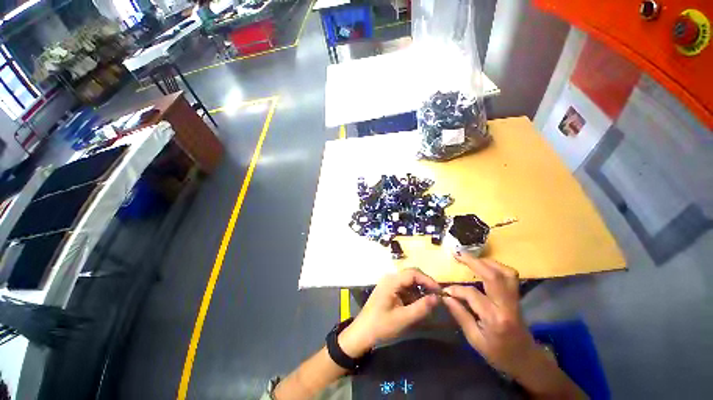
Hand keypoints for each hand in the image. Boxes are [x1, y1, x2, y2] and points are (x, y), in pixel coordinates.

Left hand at [338, 268, 439, 357]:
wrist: (362, 332)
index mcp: (391, 281)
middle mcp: (390, 278)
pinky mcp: (389, 290)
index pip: (413, 273)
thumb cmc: (381, 325)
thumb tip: (437, 298)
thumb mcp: (403, 318)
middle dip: (425, 283)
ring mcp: (389, 283)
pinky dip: (413, 293)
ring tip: (431, 301)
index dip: (428, 280)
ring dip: (420, 289)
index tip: (440, 291)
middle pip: (411, 274)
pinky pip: (404, 287)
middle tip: (437, 296)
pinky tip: (419, 303)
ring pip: (409, 281)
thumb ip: (421, 307)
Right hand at [442, 254, 539, 377]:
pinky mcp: (516, 297)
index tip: (444, 290)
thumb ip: (460, 315)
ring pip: (505, 272)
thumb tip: (446, 297)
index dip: (456, 289)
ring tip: (471, 258)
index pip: (472, 294)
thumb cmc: (499, 355)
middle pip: (493, 276)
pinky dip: (496, 266)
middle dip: (473, 262)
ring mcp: (515, 299)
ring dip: (486, 261)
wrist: (527, 361)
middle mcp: (507, 305)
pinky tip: (484, 266)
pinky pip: (509, 276)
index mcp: (495, 319)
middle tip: (457, 254)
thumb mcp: (475, 340)